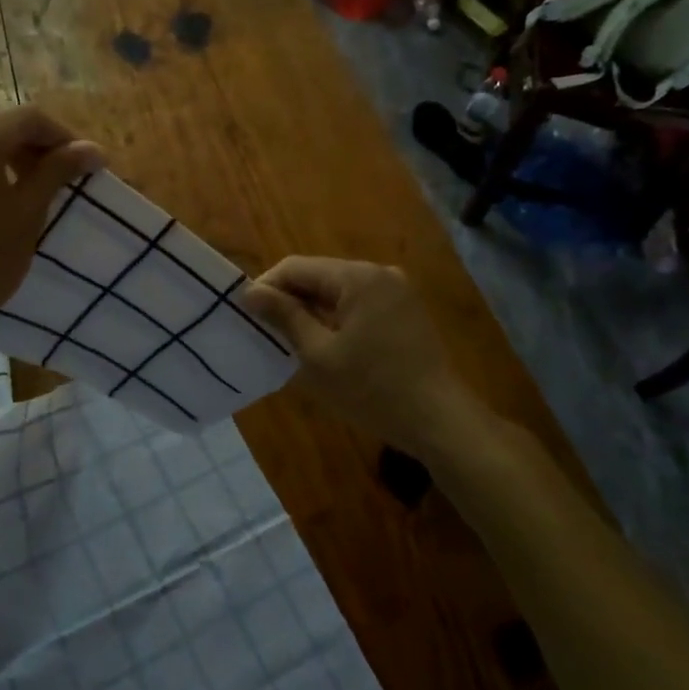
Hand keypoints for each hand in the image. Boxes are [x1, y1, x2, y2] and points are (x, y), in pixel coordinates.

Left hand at [0, 107, 101, 360]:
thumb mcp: (27, 214)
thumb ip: (57, 172)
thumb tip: (92, 150)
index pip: (29, 117)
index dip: (64, 136)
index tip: (87, 163)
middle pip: (1, 123)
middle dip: (36, 144)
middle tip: (63, 175)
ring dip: (9, 154)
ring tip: (33, 186)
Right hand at [244, 257, 477, 460]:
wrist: (440, 422)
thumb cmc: (373, 390)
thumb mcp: (318, 355)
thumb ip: (285, 317)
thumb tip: (251, 292)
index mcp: (357, 277)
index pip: (296, 267)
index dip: (267, 288)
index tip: (248, 317)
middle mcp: (379, 272)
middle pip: (319, 275)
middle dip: (290, 299)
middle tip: (267, 332)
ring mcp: (397, 290)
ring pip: (338, 290)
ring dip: (313, 309)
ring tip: (292, 340)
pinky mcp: (405, 310)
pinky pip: (359, 302)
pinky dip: (337, 317)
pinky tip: (327, 344)